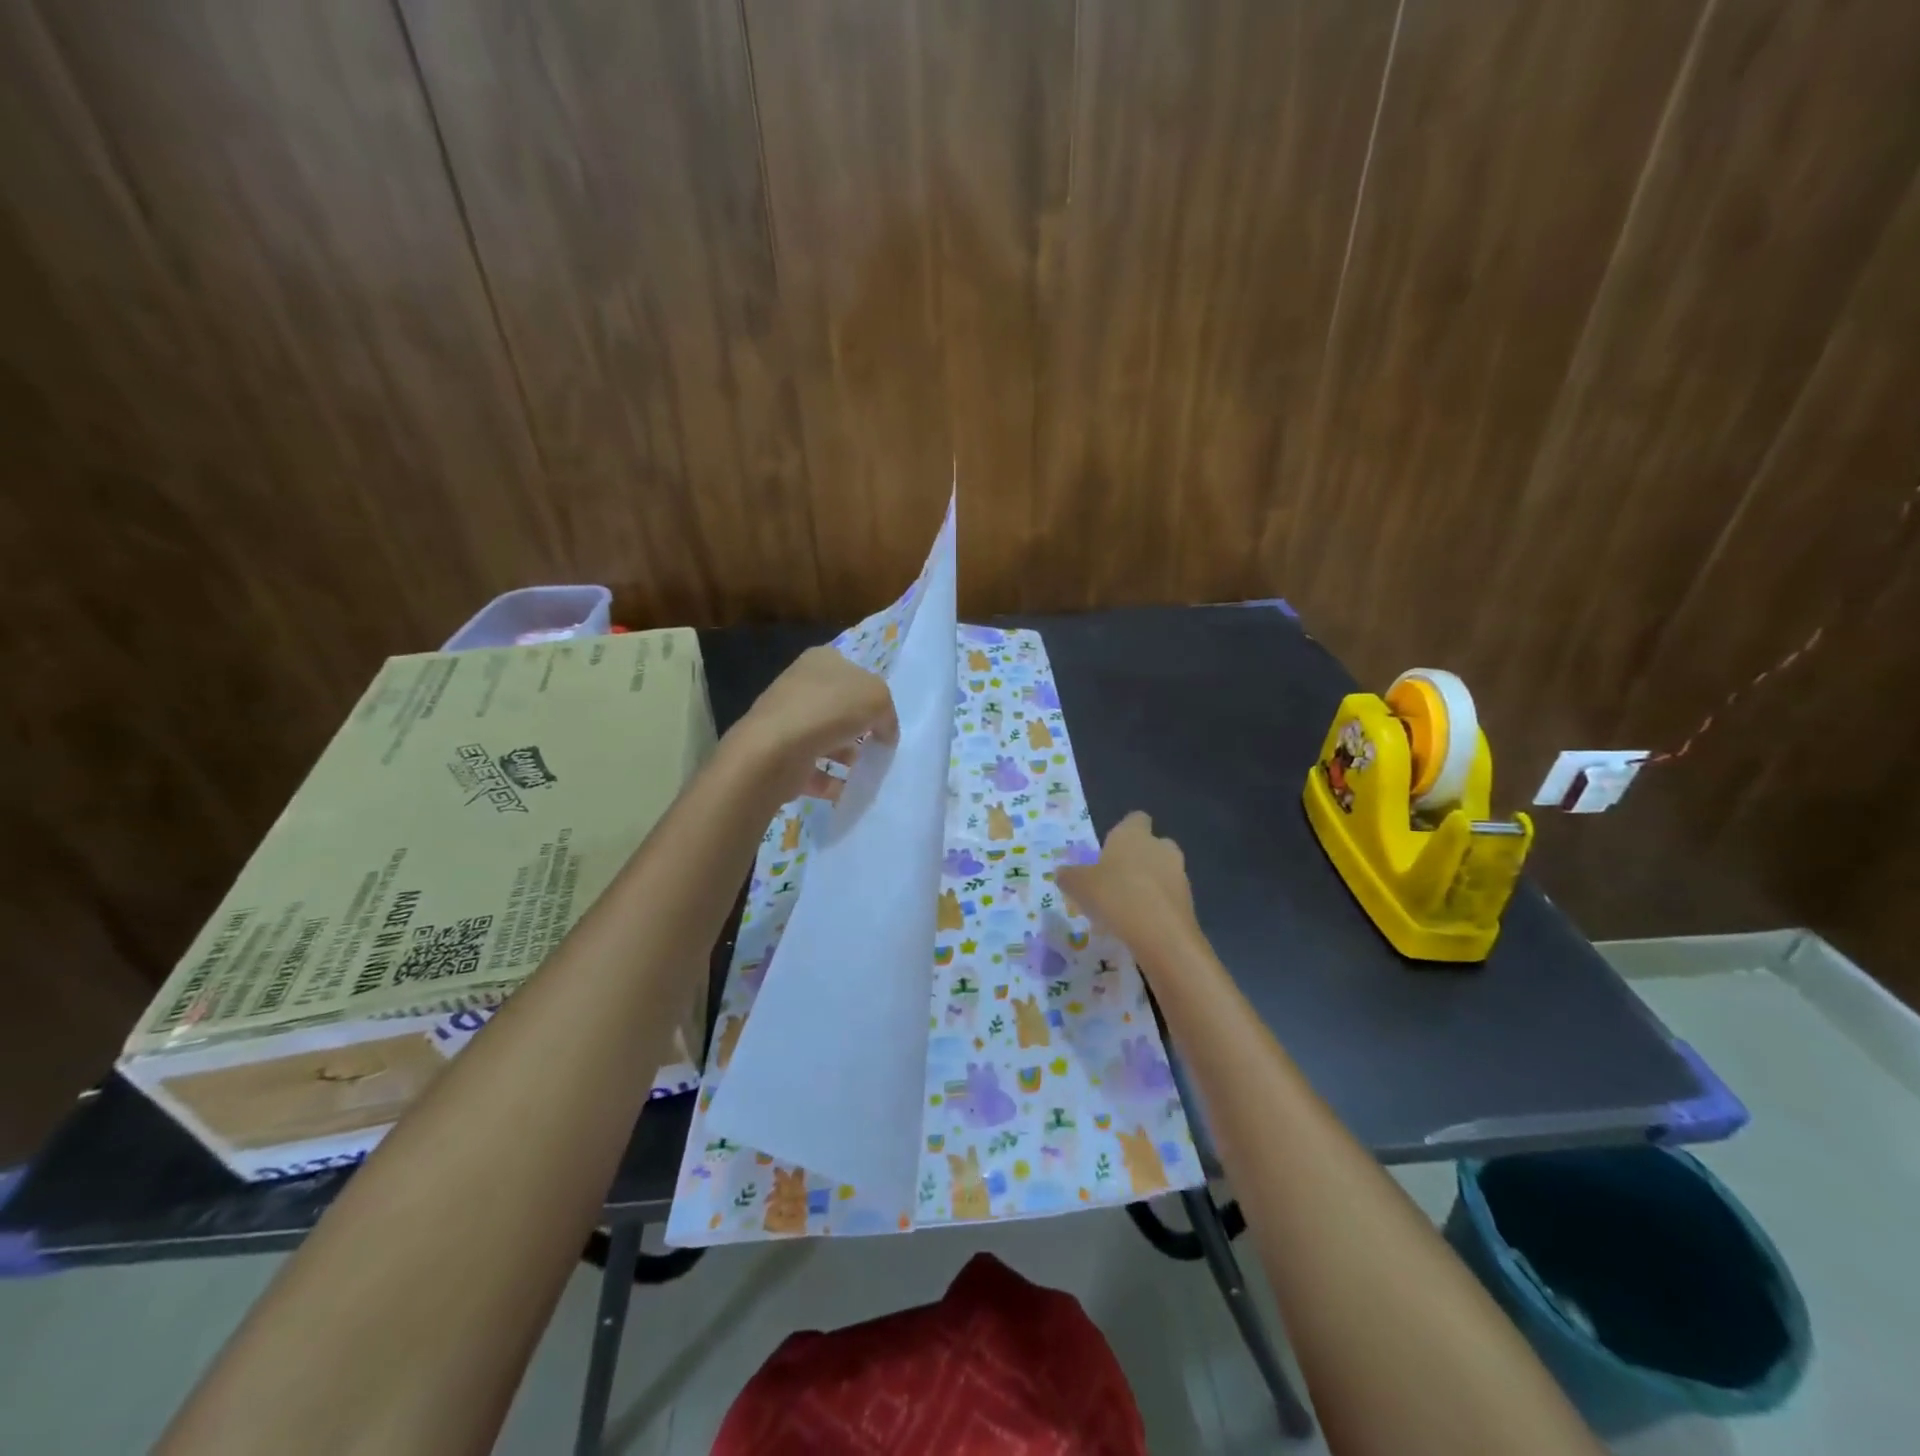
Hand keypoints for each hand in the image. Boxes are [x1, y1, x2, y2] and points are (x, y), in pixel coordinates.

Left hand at [729, 646, 898, 800]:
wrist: (776, 750)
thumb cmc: (830, 710)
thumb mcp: (877, 698)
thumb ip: (887, 714)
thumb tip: (884, 733)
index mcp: (822, 660)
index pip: (855, 673)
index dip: (874, 697)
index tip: (885, 721)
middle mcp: (800, 685)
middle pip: (840, 707)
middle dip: (860, 729)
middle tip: (877, 747)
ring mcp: (787, 720)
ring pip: (826, 737)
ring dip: (846, 755)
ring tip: (864, 772)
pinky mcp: (779, 753)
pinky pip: (812, 768)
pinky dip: (830, 781)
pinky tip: (846, 790)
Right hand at [1057, 812, 1197, 949]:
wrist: (1161, 933)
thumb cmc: (1115, 895)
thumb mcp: (1079, 886)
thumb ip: (1069, 876)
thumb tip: (1062, 872)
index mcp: (1133, 834)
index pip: (1136, 819)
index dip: (1125, 831)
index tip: (1110, 849)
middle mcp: (1160, 847)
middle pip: (1152, 845)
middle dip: (1139, 858)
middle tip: (1117, 878)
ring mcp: (1178, 873)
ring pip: (1163, 871)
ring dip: (1149, 883)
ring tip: (1127, 905)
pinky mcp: (1188, 901)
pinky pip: (1169, 896)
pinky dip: (1158, 905)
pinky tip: (1140, 923)